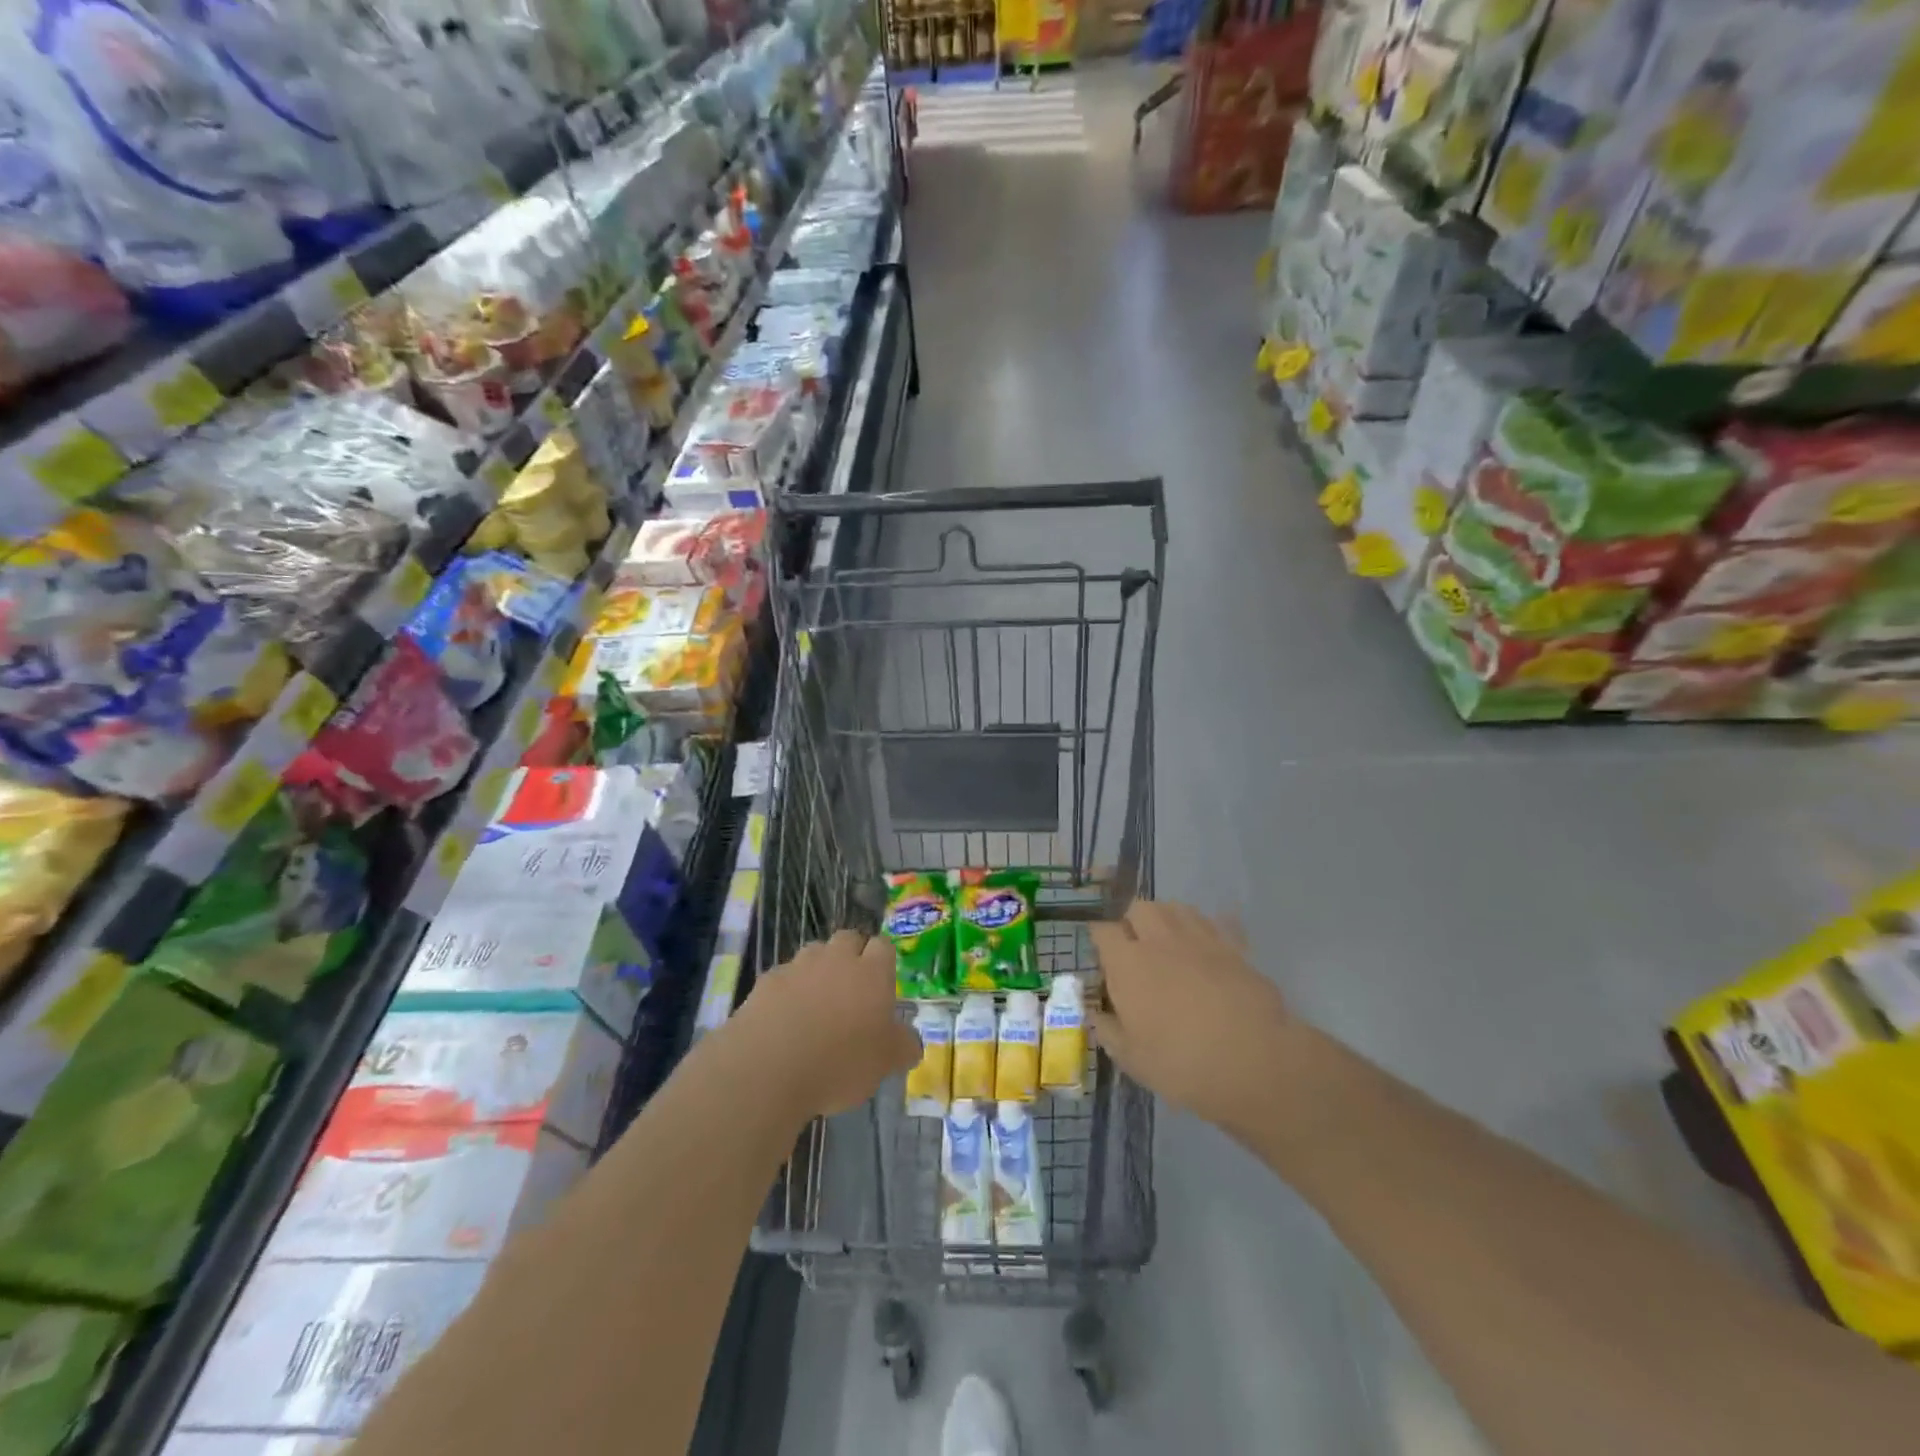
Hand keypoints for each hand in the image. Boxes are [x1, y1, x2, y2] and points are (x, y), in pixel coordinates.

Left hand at [735, 930, 920, 1117]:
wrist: (769, 1068)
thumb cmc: (840, 1063)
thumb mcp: (885, 1063)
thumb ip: (903, 1046)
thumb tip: (911, 1042)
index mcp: (871, 972)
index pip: (883, 946)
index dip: (883, 961)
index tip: (882, 985)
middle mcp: (836, 959)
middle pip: (848, 939)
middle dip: (851, 955)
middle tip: (851, 990)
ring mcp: (799, 966)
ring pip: (814, 953)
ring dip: (818, 969)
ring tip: (816, 1004)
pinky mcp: (767, 981)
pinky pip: (784, 977)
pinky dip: (788, 990)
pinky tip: (785, 1018)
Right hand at [1090, 901, 1301, 1142]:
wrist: (1255, 1061)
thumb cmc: (1181, 1063)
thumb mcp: (1131, 1059)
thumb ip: (1108, 1030)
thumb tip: (1097, 1013)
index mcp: (1127, 963)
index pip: (1102, 931)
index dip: (1099, 938)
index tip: (1100, 952)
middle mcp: (1159, 940)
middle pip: (1139, 908)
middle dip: (1132, 921)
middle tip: (1135, 948)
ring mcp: (1199, 939)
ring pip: (1176, 908)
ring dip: (1166, 919)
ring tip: (1168, 943)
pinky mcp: (1234, 947)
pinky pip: (1217, 922)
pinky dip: (1208, 928)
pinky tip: (1207, 947)